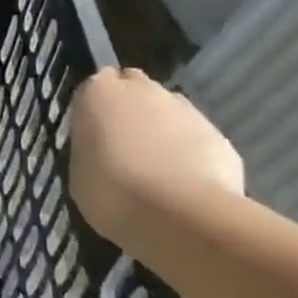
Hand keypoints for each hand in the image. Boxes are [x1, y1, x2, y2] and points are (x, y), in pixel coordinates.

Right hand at [69, 67, 243, 240]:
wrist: (180, 214)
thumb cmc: (110, 191)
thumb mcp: (79, 171)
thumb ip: (91, 148)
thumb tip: (103, 149)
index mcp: (99, 92)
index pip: (96, 83)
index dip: (97, 107)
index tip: (95, 131)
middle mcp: (142, 89)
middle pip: (135, 88)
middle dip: (131, 108)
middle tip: (124, 145)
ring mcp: (183, 109)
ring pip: (168, 110)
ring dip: (161, 129)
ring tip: (157, 169)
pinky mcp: (217, 133)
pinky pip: (195, 137)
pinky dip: (189, 151)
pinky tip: (185, 183)